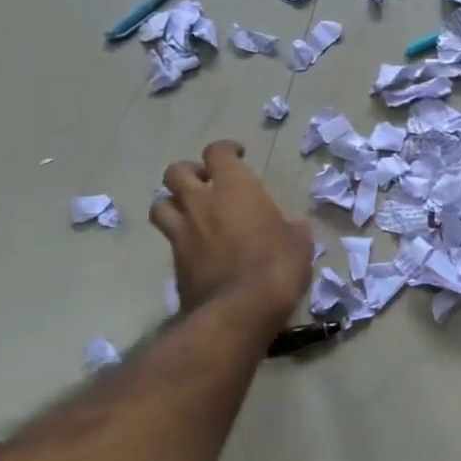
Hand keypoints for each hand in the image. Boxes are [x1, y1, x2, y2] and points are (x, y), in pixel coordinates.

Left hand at [149, 141, 311, 331]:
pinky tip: (197, 247)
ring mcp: (183, 232)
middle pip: (176, 171)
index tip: (238, 155)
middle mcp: (201, 203)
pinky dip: (180, 237)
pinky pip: (170, 239)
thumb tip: (293, 227)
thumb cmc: (277, 266)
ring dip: (173, 202)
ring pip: (160, 204)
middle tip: (207, 182)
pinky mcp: (174, 262)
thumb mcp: (300, 243)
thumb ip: (292, 228)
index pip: (218, 152)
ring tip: (190, 212)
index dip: (226, 150)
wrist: (239, 310)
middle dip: (190, 172)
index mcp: (235, 187)